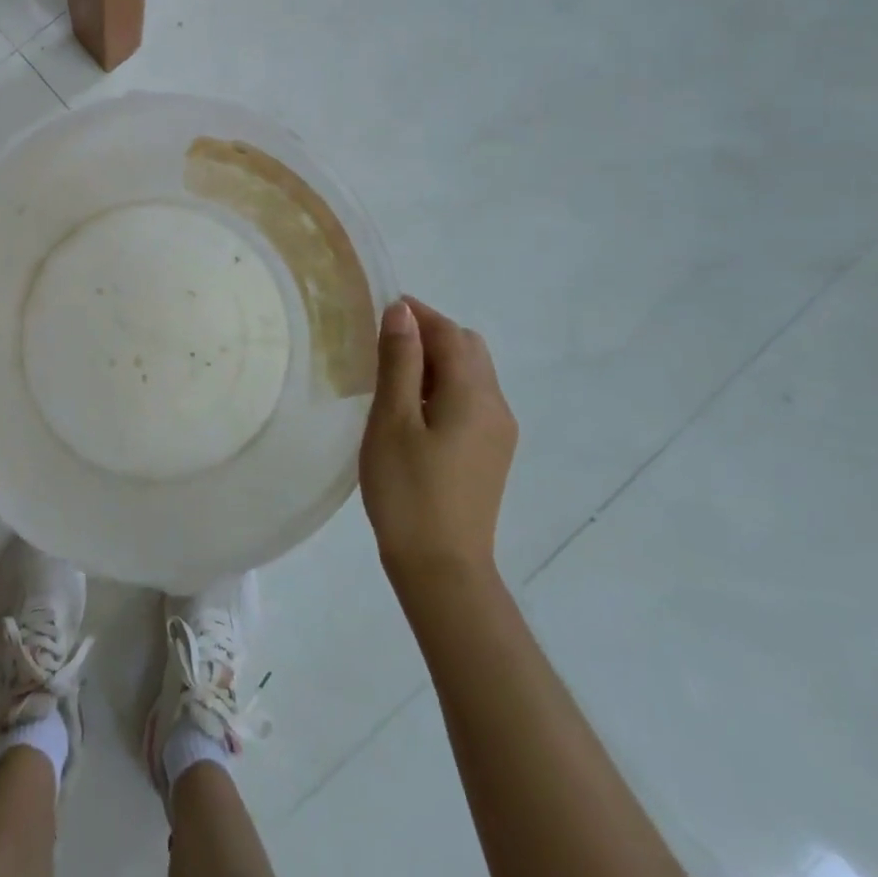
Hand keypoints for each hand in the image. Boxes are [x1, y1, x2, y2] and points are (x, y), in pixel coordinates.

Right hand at [360, 297, 516, 580]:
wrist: (441, 568)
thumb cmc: (408, 490)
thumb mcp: (392, 419)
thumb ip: (399, 361)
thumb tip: (402, 311)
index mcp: (474, 394)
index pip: (450, 333)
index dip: (417, 313)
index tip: (379, 308)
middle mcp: (496, 406)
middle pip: (467, 348)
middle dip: (429, 334)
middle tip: (383, 341)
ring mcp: (498, 432)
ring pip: (470, 374)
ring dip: (436, 360)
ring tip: (391, 373)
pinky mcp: (491, 453)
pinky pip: (470, 400)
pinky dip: (442, 386)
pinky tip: (411, 408)